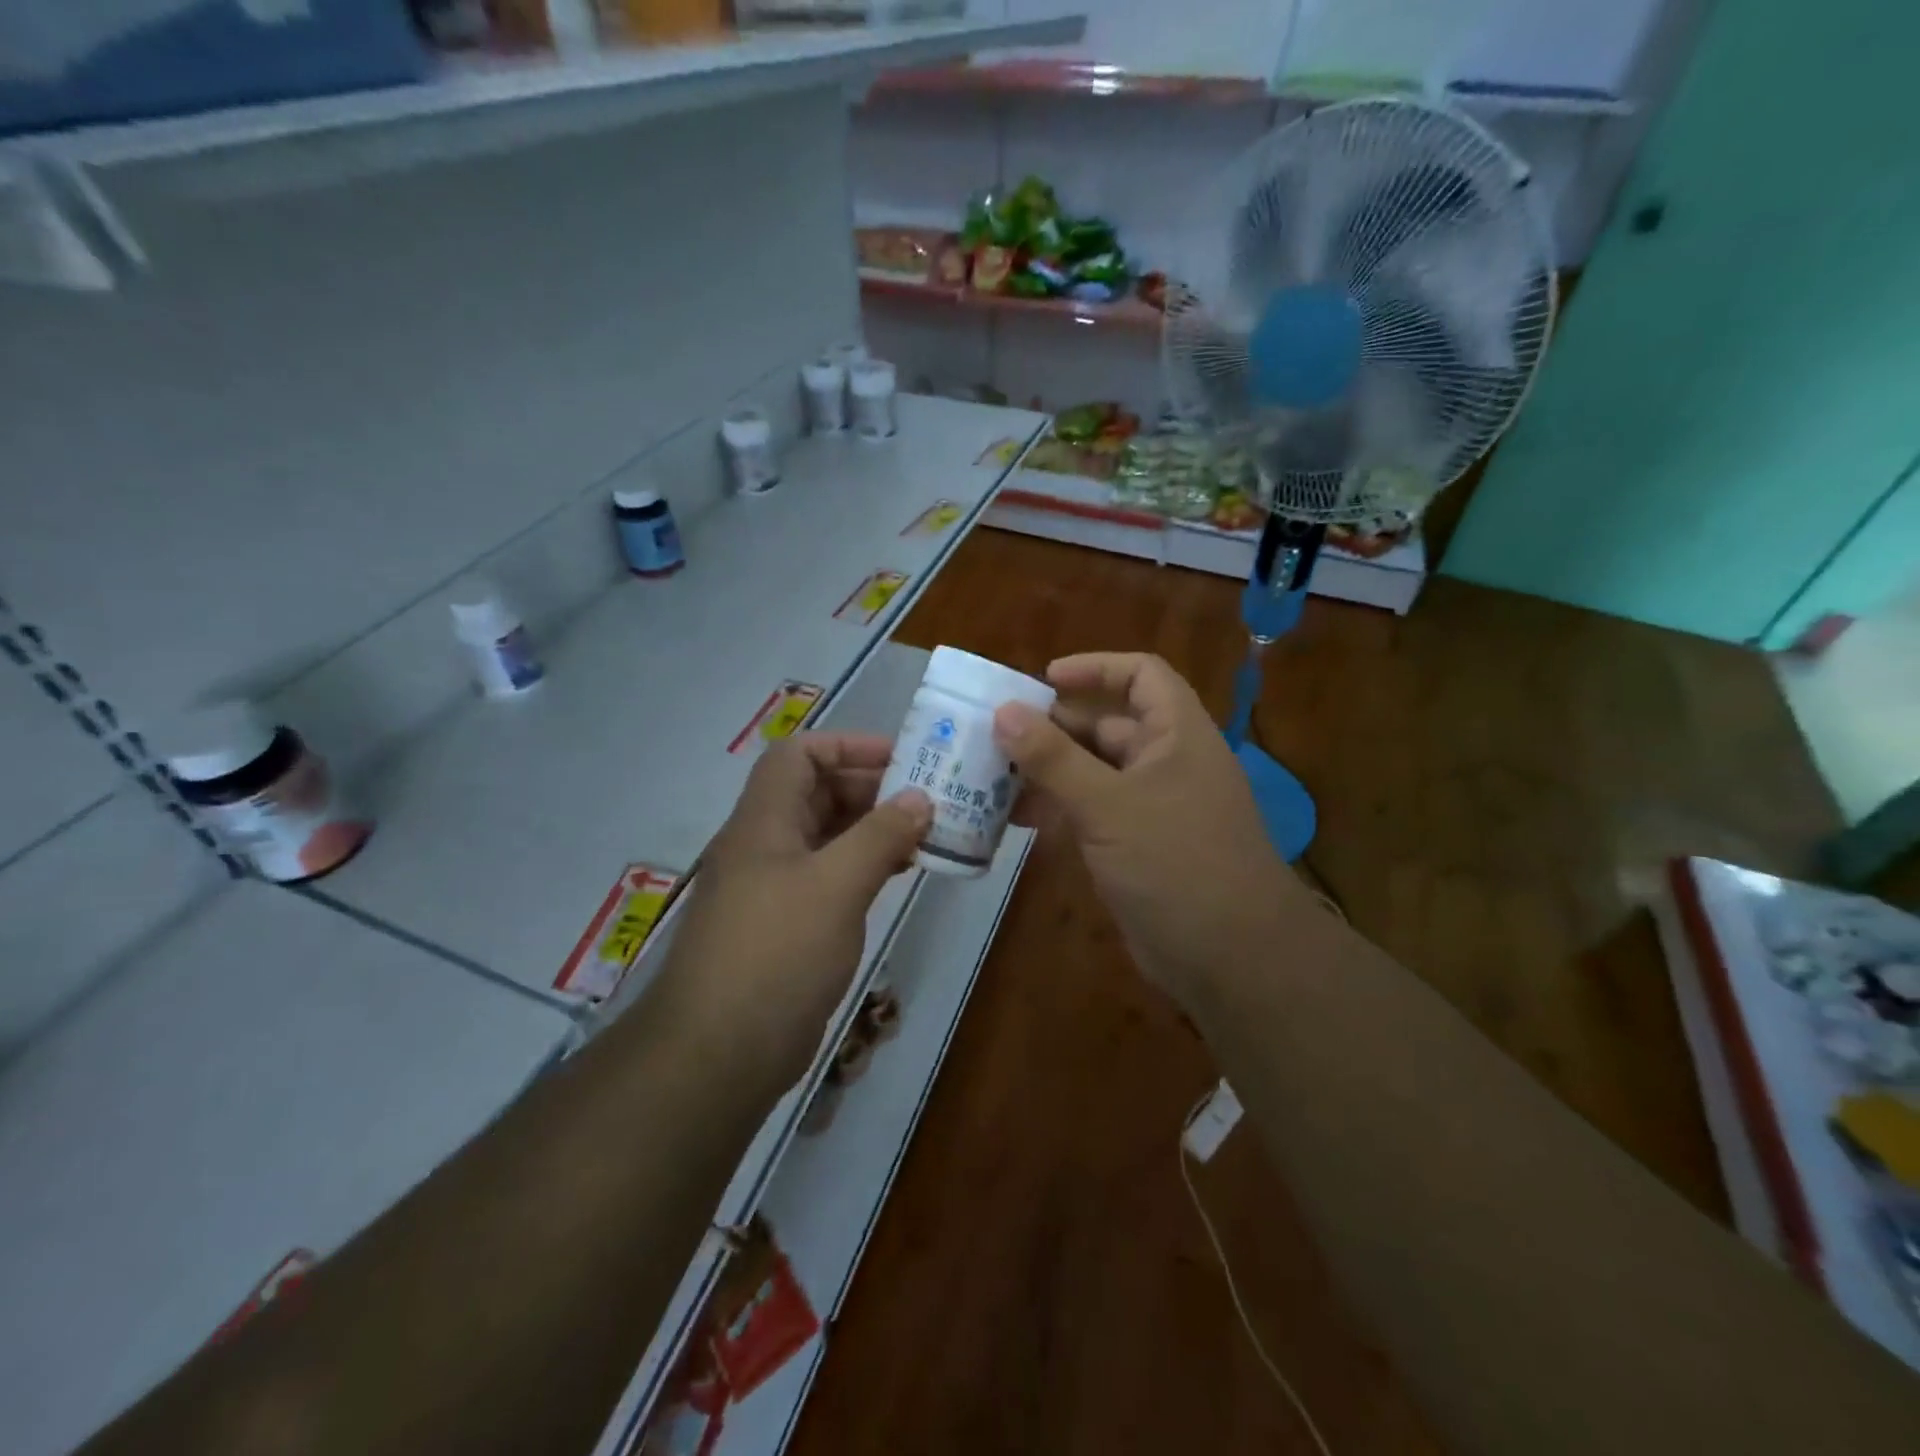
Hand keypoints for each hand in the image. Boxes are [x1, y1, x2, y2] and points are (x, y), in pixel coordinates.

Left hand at [657, 734, 930, 1086]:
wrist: (719, 1053)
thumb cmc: (777, 952)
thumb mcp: (836, 885)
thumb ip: (879, 836)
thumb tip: (919, 797)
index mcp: (764, 821)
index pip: (799, 755)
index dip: (847, 745)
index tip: (901, 758)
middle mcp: (765, 845)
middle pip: (816, 793)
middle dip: (870, 788)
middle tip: (926, 798)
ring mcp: (773, 888)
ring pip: (826, 837)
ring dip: (871, 830)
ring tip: (923, 834)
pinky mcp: (786, 926)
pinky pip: (828, 878)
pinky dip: (862, 868)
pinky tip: (897, 875)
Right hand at [996, 652, 1312, 1008]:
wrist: (1231, 959)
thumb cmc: (1177, 862)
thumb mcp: (1108, 805)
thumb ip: (1053, 758)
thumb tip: (1003, 712)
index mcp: (1177, 735)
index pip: (1141, 676)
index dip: (1095, 668)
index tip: (1043, 680)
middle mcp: (1166, 763)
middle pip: (1106, 727)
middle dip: (1054, 728)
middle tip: (996, 737)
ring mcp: (1152, 808)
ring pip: (1093, 775)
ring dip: (1048, 774)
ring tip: (993, 779)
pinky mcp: (1137, 848)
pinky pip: (1092, 815)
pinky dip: (1058, 812)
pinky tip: (1018, 821)